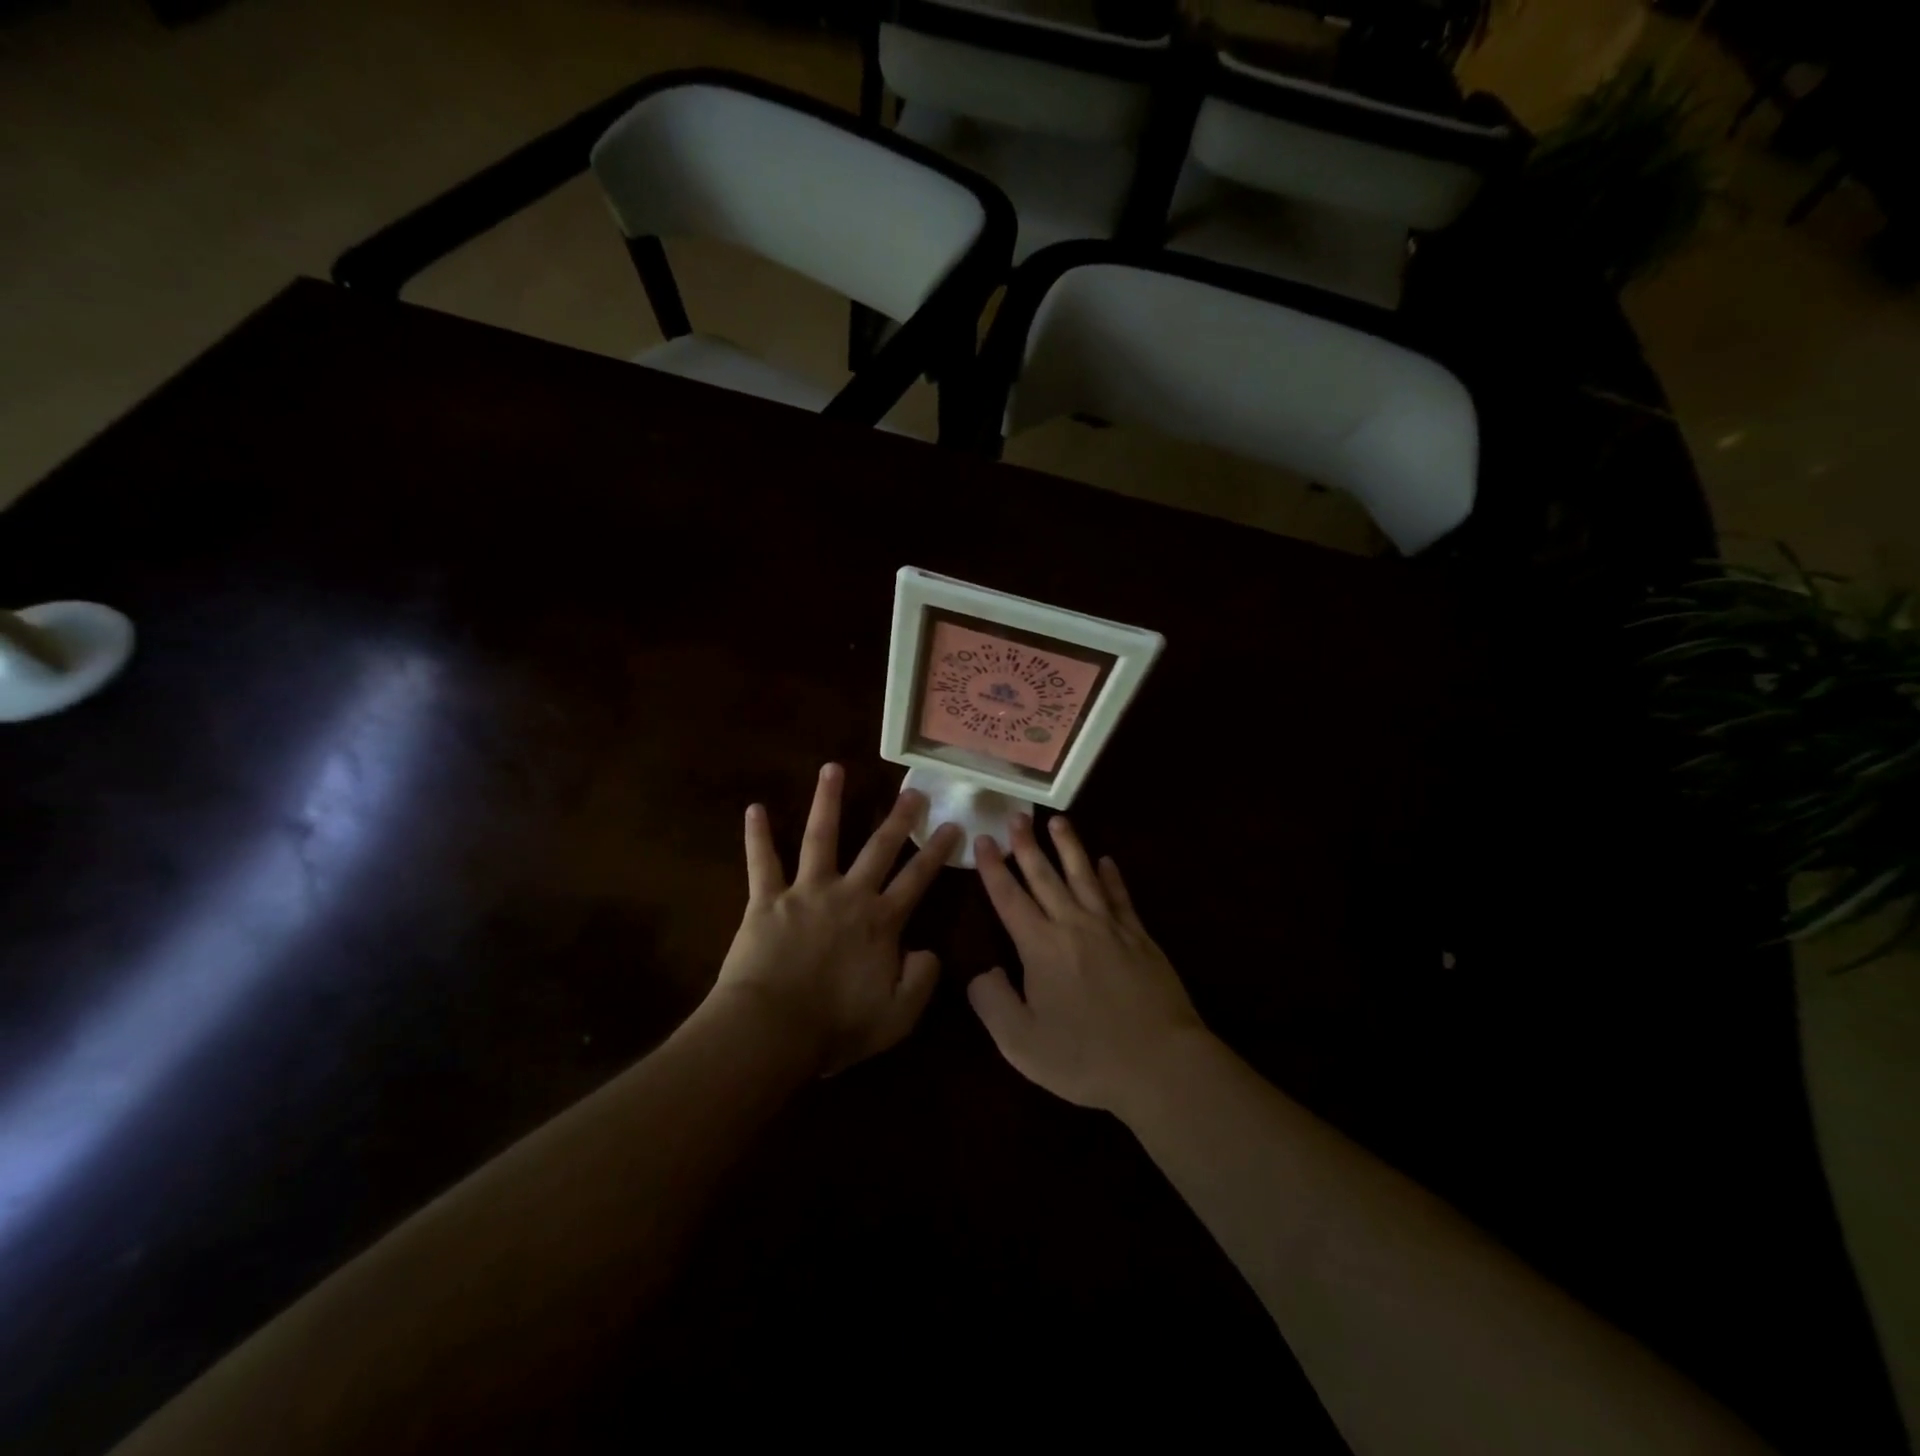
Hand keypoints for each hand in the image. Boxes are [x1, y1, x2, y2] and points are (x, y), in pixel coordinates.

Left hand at [709, 763, 962, 1076]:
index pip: (918, 880)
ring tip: (833, 768)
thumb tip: (928, 950)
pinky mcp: (766, 899)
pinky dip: (758, 835)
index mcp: (881, 922)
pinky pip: (762, 861)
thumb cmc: (836, 1027)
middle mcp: (849, 895)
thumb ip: (922, 980)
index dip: (938, 852)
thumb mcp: (898, 1016)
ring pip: (821, 836)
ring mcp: (806, 891)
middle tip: (912, 790)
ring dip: (828, 800)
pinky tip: (755, 808)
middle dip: (898, 818)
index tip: (953, 826)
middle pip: (879, 848)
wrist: (771, 1030)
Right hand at [968, 815, 1206, 1114]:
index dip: (993, 868)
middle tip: (1017, 816)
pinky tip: (1107, 861)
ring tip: (1058, 821)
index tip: (983, 839)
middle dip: (1027, 845)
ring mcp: (1111, 928)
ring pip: (1084, 875)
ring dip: (1069, 847)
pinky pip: (1121, 897)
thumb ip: (992, 1002)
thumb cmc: (1085, 1057)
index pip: (1009, 897)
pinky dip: (1111, 876)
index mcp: (1039, 946)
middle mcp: (1072, 925)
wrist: (1160, 1063)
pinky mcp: (1140, 938)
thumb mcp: (1021, 1042)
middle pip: (1045, 876)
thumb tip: (982, 971)